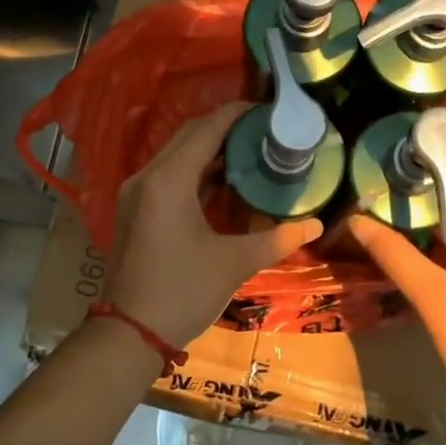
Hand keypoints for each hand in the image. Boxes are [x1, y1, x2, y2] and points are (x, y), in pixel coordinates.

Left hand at [105, 103, 322, 346]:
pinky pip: (167, 175)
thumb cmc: (183, 292)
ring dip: (209, 150)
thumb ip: (277, 239)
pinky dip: (194, 171)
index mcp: (169, 180)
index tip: (268, 110)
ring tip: (250, 152)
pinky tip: (223, 182)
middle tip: (264, 131)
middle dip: (225, 128)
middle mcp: (147, 177)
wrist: (129, 334)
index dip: (237, 115)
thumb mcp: (235, 263)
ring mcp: (135, 194)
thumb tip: (316, 224)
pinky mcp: (134, 210)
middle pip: (188, 136)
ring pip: (176, 155)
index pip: (206, 129)